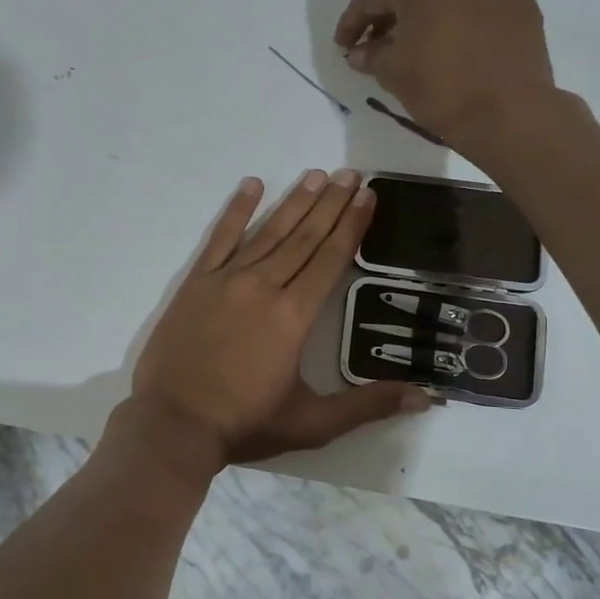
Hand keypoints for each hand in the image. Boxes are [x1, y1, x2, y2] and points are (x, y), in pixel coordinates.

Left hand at [131, 171, 430, 466]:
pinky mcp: (196, 282)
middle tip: (351, 174)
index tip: (367, 196)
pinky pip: (220, 238)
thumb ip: (368, 405)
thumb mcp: (313, 423)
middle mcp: (264, 286)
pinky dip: (236, 210)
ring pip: (268, 232)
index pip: (331, 258)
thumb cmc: (245, 423)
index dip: (351, 225)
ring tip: (317, 175)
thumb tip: (426, 398)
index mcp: (294, 315)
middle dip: (331, 203)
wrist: (173, 424)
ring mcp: (226, 280)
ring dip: (295, 201)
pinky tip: (252, 185)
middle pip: (304, 237)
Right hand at [332, 0, 558, 156]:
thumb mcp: (393, 73)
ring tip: (428, 23)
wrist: (508, 112)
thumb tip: (361, 51)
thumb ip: (372, 55)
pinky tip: (463, 40)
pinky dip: (469, 10)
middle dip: (396, 4)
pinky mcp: (521, 3)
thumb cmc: (441, 86)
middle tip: (385, 36)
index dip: (352, 23)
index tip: (344, 44)